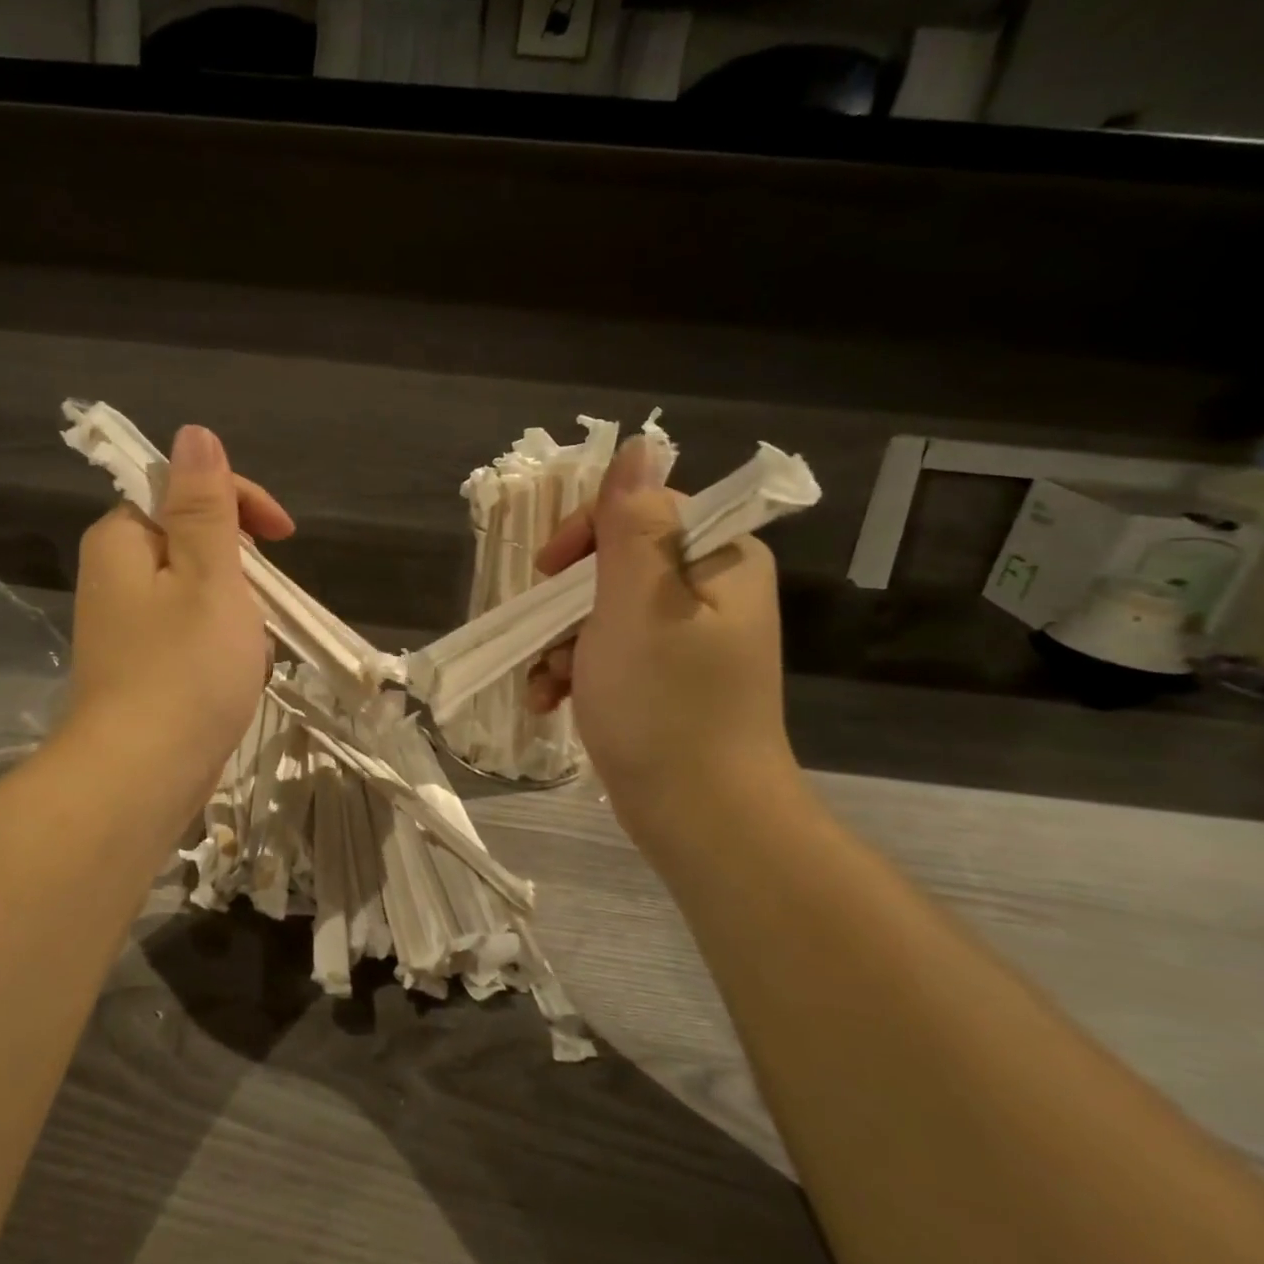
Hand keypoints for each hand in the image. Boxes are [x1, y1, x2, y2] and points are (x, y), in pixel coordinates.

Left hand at [67, 424, 293, 806]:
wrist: (142, 777)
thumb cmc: (185, 668)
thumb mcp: (209, 573)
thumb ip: (204, 504)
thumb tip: (195, 433)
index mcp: (123, 540)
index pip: (184, 490)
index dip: (240, 503)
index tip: (284, 537)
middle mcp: (115, 575)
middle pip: (194, 543)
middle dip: (241, 569)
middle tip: (262, 606)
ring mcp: (127, 626)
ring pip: (200, 593)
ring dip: (238, 612)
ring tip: (251, 651)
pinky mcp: (141, 667)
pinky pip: (192, 635)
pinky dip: (223, 646)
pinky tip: (237, 678)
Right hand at [527, 436, 796, 827]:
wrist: (701, 819)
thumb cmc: (666, 705)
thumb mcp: (638, 604)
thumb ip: (632, 524)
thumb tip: (638, 445)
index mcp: (719, 562)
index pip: (642, 510)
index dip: (587, 534)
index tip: (547, 572)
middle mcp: (710, 594)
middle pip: (615, 564)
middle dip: (565, 603)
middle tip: (546, 636)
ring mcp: (687, 641)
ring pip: (601, 613)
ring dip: (560, 644)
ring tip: (544, 684)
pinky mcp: (665, 682)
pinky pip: (608, 654)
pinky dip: (574, 672)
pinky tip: (550, 703)